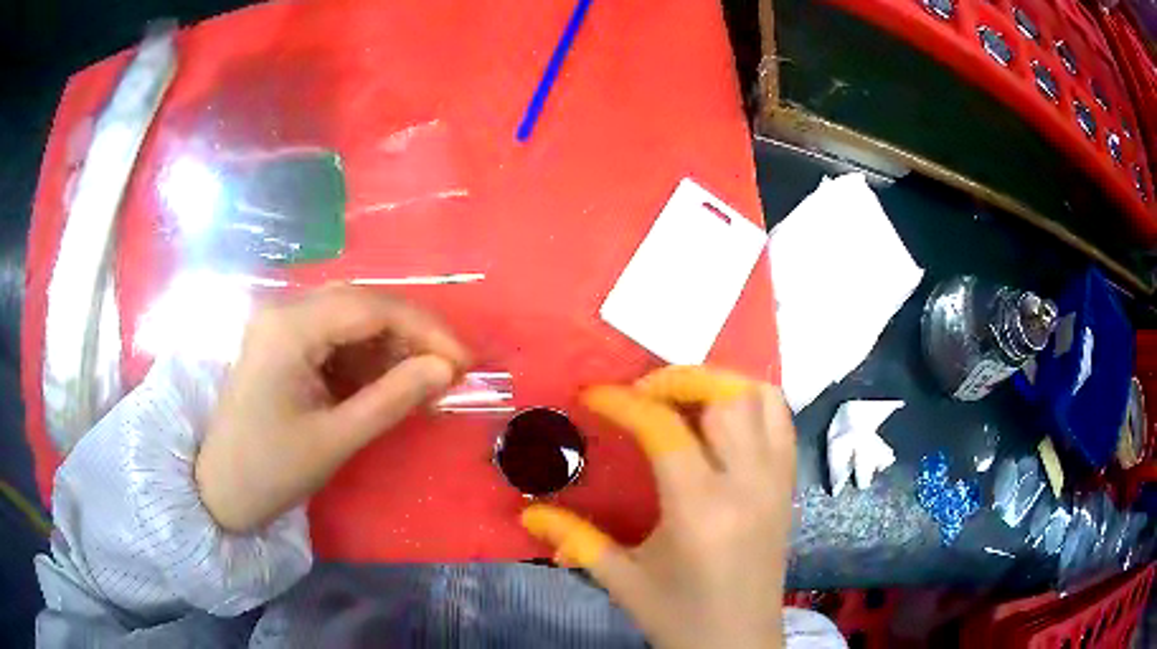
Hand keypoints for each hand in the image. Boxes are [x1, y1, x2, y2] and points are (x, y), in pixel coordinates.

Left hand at [196, 285, 469, 532]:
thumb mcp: (336, 439)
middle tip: (449, 370)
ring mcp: (281, 325)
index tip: (463, 361)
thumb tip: (447, 369)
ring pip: (351, 317)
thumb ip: (392, 399)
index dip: (424, 329)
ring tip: (425, 381)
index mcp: (289, 327)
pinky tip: (388, 382)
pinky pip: (335, 337)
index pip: (371, 308)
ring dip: (391, 345)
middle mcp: (285, 311)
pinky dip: (367, 357)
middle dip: (410, 334)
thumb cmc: (271, 469)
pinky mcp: (283, 344)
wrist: (219, 489)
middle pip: (362, 303)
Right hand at [521, 366, 795, 648]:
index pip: (666, 430)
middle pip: (726, 397)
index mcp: (701, 511)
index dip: (624, 403)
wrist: (739, 644)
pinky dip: (752, 401)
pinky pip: (781, 421)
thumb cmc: (680, 617)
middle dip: (678, 379)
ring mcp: (776, 482)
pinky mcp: (788, 486)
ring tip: (682, 396)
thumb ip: (575, 539)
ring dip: (720, 383)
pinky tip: (720, 418)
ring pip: (762, 399)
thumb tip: (526, 511)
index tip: (593, 396)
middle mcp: (748, 485)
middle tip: (640, 391)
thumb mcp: (623, 580)